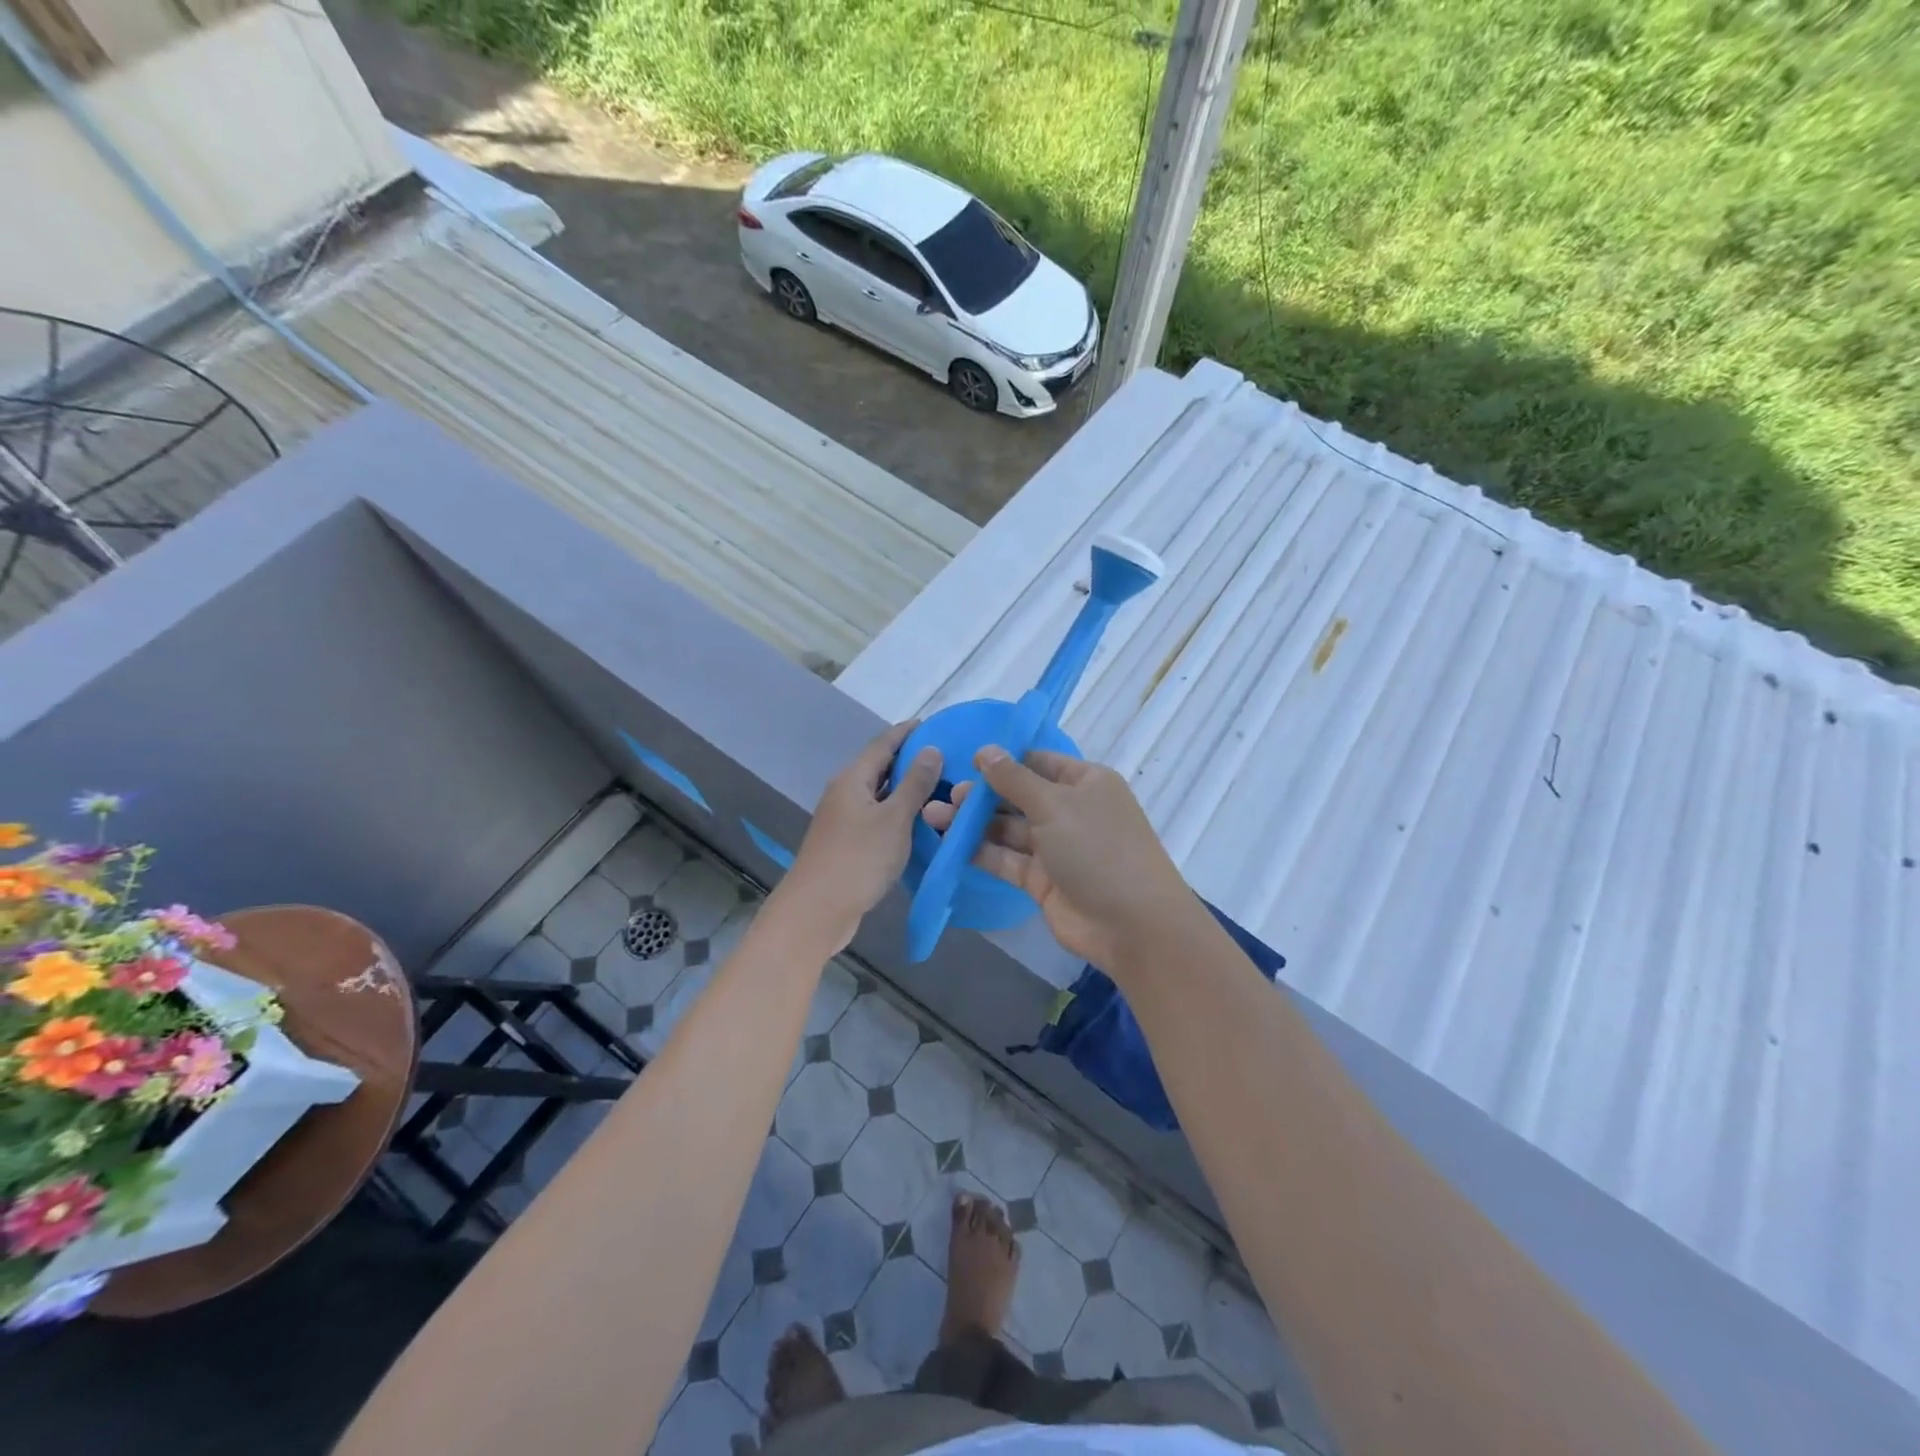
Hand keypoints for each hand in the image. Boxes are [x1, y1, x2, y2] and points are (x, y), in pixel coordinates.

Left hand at [781, 721, 941, 949]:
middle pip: (879, 767)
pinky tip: (920, 821)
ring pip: (879, 794)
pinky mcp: (847, 843)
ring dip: (905, 789)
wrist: (818, 911)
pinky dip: (898, 813)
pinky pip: (877, 817)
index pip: (883, 744)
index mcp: (852, 779)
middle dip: (910, 760)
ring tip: (940, 786)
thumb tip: (931, 749)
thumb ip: (914, 784)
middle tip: (946, 757)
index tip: (934, 723)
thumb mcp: (894, 819)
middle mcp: (844, 793)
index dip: (907, 732)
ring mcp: (843, 819)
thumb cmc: (858, 859)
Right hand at [921, 747, 1194, 969]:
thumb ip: (1014, 779)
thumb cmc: (1098, 849)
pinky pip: (1006, 859)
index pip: (1039, 762)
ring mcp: (1056, 847)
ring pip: (1008, 829)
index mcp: (1085, 783)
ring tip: (933, 816)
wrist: (1131, 925)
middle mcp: (1071, 811)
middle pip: (1019, 796)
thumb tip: (985, 750)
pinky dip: (980, 852)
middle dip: (983, 795)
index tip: (966, 761)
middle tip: (945, 795)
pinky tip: (948, 844)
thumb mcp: (1055, 805)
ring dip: (974, 823)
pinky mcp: (1041, 880)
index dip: (1005, 760)